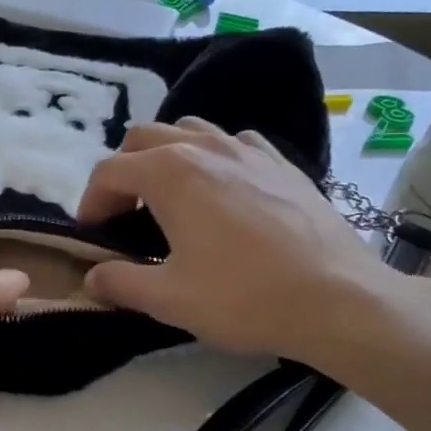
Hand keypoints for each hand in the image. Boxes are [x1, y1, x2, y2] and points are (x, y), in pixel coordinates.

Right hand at [77, 119, 395, 365]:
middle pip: (143, 138)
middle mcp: (203, 147)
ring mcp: (247, 149)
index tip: (93, 234)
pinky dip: (215, 157)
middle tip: (124, 213)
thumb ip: (120, 282)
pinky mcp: (282, 163)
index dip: (91, 201)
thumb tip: (92, 277)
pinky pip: (234, 142)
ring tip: (171, 196)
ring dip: (166, 155)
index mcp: (169, 173)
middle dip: (123, 171)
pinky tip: (225, 191)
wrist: (340, 300)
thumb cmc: (244, 297)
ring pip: (189, 130)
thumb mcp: (169, 298)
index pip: (109, 171)